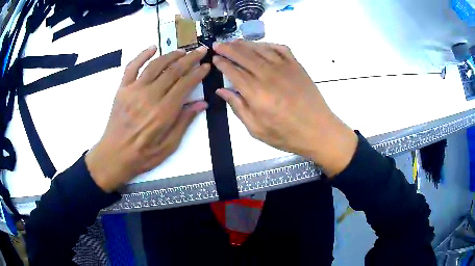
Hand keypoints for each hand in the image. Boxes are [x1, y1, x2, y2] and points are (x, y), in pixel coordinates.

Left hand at [85, 46, 209, 191]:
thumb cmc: (143, 155)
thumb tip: (202, 103)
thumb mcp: (169, 146)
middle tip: (200, 51)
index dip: (198, 73)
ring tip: (182, 51)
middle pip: (173, 71)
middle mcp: (149, 96)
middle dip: (189, 59)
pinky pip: (132, 67)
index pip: (185, 84)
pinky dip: (142, 55)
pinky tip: (152, 48)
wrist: (114, 156)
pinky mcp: (122, 89)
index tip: (206, 66)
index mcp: (163, 112)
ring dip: (171, 55)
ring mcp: (133, 90)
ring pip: (155, 65)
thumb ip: (184, 122)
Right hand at [212, 40, 356, 176]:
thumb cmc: (286, 134)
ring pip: (260, 49)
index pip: (233, 71)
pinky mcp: (296, 66)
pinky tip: (261, 45)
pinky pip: (280, 48)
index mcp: (255, 92)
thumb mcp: (256, 129)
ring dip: (245, 44)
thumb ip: (238, 108)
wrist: (318, 130)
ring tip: (234, 42)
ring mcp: (284, 67)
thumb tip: (222, 91)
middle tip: (218, 44)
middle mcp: (267, 75)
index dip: (221, 63)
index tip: (214, 58)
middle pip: (243, 56)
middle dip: (228, 48)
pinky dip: (268, 44)